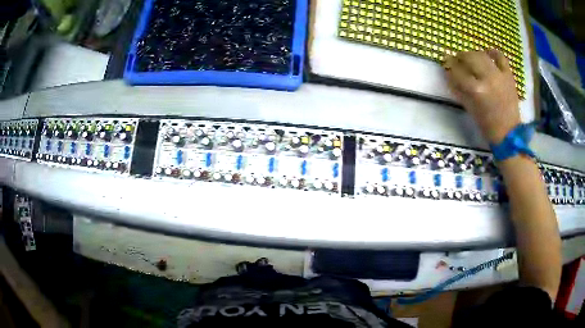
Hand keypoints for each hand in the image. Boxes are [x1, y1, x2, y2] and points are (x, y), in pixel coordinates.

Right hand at [444, 50, 519, 143]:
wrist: (508, 133)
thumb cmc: (487, 125)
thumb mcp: (469, 108)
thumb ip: (458, 89)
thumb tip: (449, 74)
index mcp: (476, 90)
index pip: (457, 71)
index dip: (449, 66)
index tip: (445, 64)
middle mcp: (487, 79)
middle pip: (469, 57)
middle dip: (460, 57)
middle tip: (457, 60)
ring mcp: (499, 76)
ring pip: (482, 55)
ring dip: (473, 54)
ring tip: (471, 58)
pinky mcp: (508, 76)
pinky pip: (501, 58)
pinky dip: (493, 53)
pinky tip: (488, 54)